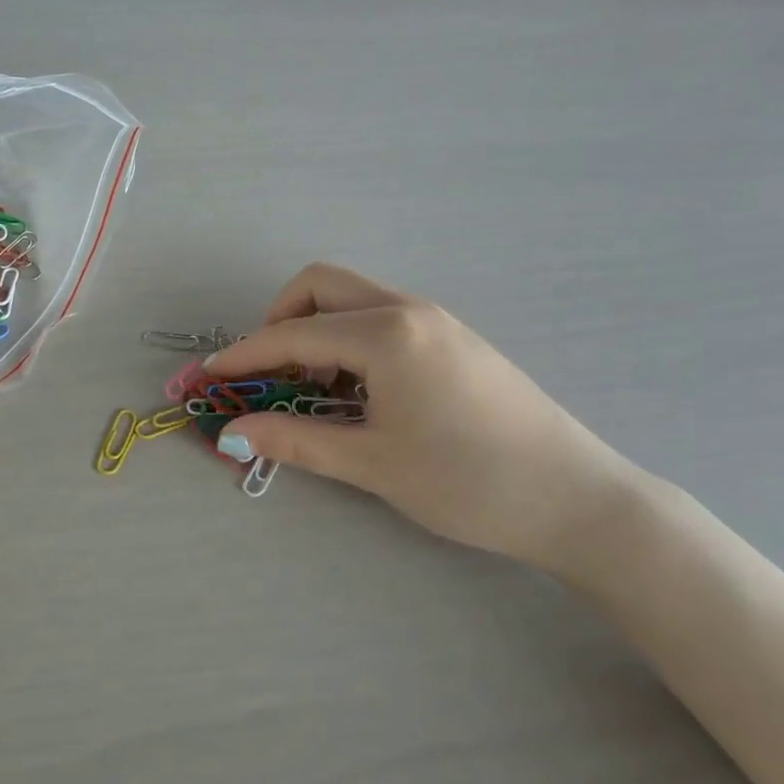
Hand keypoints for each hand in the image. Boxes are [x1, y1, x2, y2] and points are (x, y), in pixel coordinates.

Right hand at [208, 264, 645, 571]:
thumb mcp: (372, 463)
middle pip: (320, 285)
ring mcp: (437, 319)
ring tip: (317, 391)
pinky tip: (361, 392)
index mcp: (385, 334)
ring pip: (354, 299)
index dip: (243, 356)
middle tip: (273, 375)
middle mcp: (408, 309)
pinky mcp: (454, 338)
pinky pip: (383, 318)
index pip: (292, 334)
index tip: (207, 376)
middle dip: (280, 320)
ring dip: (317, 331)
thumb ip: (294, 439)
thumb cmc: (468, 482)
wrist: (575, 498)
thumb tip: (231, 433)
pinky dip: (350, 340)